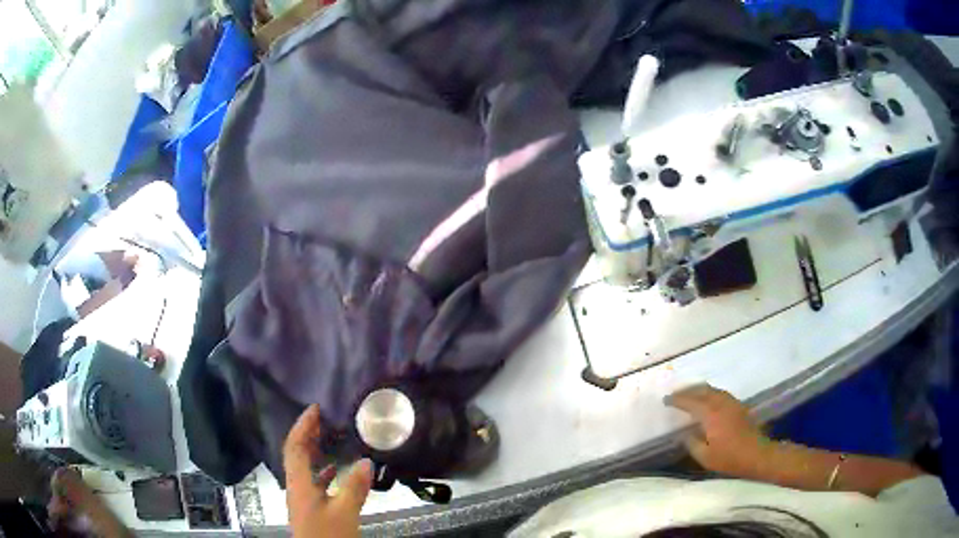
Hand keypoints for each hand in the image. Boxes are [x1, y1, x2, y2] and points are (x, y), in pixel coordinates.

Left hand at [284, 405, 372, 537]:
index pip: (294, 446)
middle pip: (296, 454)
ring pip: (304, 467)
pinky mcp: (310, 507)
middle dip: (307, 434)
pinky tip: (337, 471)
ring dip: (314, 451)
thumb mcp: (345, 512)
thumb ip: (354, 487)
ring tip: (331, 438)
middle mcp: (296, 487)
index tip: (315, 409)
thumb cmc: (328, 535)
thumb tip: (367, 461)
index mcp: (299, 483)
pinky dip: (323, 470)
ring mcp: (302, 497)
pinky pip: (312, 480)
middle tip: (324, 418)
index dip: (302, 426)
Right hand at [665, 384, 774, 478]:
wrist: (757, 454)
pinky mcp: (739, 406)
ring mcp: (732, 403)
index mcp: (711, 414)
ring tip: (690, 394)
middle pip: (703, 390)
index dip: (677, 400)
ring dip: (700, 390)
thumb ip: (692, 443)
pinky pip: (721, 393)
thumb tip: (684, 433)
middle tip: (676, 394)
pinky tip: (708, 400)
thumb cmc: (729, 458)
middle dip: (688, 390)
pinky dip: (710, 393)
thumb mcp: (705, 457)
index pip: (691, 402)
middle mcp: (721, 403)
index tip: (666, 400)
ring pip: (713, 390)